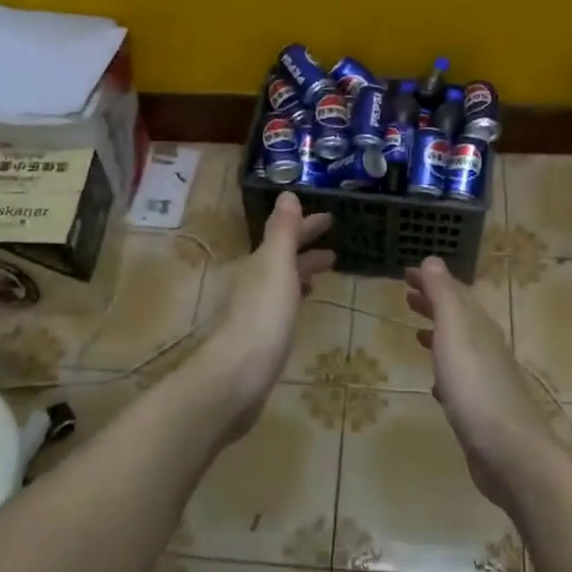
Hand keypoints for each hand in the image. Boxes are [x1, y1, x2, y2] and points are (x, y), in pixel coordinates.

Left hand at [192, 193, 334, 441]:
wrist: (236, 378)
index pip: (284, 236)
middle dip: (305, 248)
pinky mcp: (260, 339)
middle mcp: (252, 283)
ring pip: (282, 282)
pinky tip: (303, 306)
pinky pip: (282, 306)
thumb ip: (282, 232)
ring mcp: (254, 312)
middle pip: (282, 258)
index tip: (331, 218)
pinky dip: (295, 296)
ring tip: (325, 271)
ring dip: (302, 271)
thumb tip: (287, 193)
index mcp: (257, 264)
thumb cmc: (261, 318)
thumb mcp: (276, 267)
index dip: (306, 226)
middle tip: (335, 246)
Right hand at [405, 257, 559, 512]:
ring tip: (417, 333)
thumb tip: (432, 259)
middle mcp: (486, 347)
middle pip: (459, 317)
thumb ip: (443, 296)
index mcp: (479, 326)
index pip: (455, 292)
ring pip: (460, 347)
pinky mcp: (482, 409)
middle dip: (434, 304)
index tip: (407, 272)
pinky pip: (460, 380)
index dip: (432, 280)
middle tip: (407, 297)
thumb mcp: (455, 332)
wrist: (508, 451)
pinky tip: (436, 385)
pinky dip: (445, 371)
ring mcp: (486, 379)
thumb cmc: (475, 386)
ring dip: (439, 335)